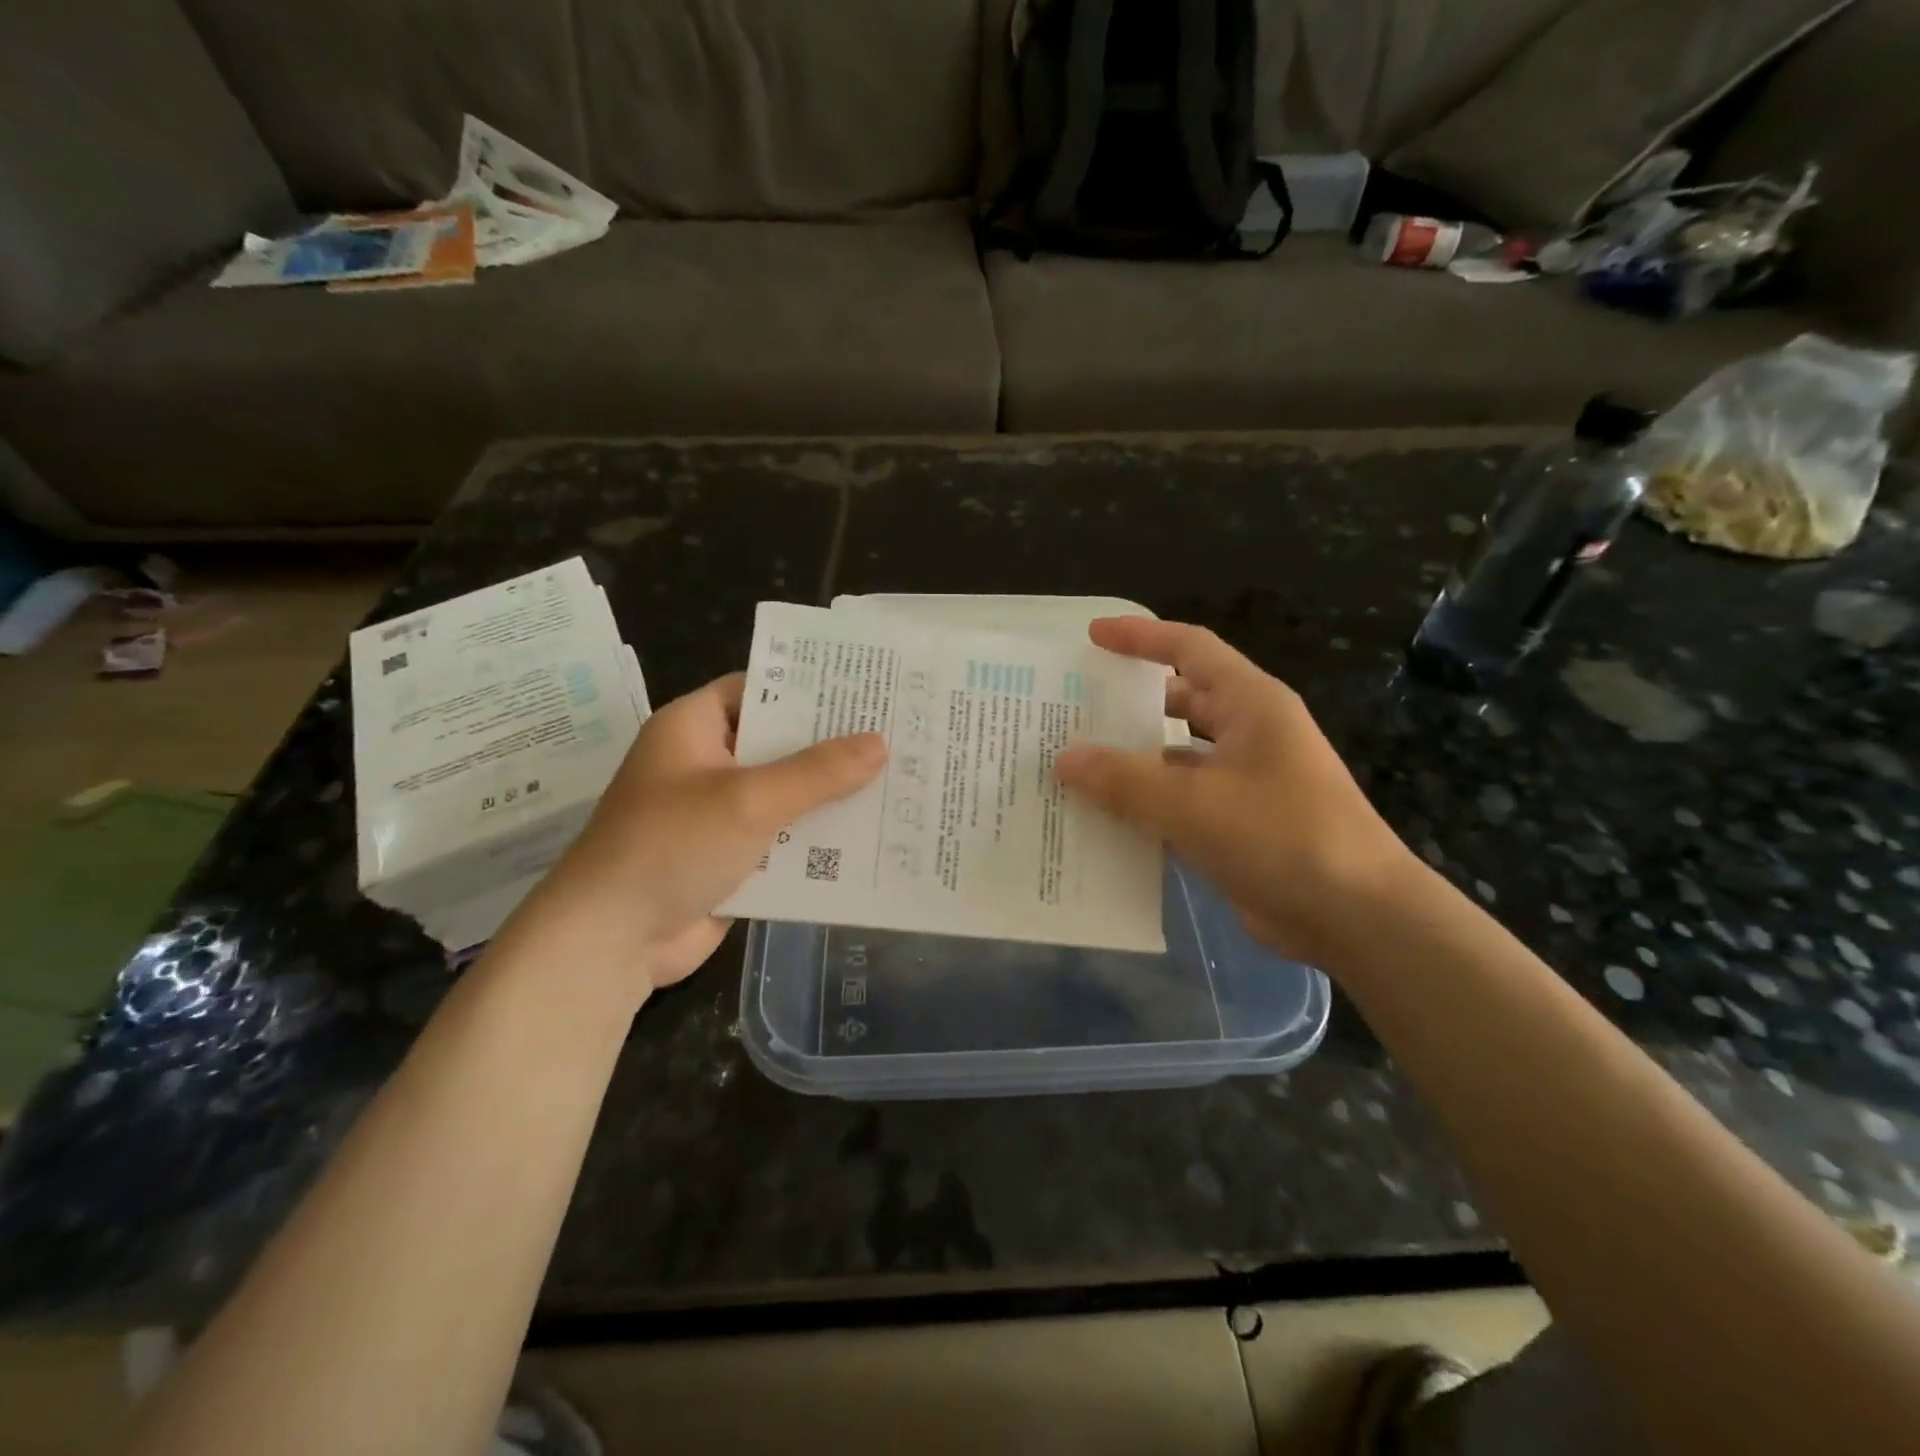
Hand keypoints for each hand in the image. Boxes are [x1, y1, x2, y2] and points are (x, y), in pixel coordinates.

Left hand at [499, 673, 885, 1006]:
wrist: (611, 942)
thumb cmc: (671, 846)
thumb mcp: (749, 799)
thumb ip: (817, 772)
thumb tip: (880, 743)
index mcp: (695, 727)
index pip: (760, 688)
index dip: (810, 686)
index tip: (867, 690)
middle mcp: (707, 763)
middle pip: (780, 743)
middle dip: (834, 746)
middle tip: (898, 735)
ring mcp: (719, 813)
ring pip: (787, 794)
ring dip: (831, 796)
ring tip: (899, 782)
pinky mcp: (732, 858)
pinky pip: (784, 839)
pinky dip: (818, 839)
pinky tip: (871, 838)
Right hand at [1055, 618, 1416, 967]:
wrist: (1355, 917)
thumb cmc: (1281, 837)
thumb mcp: (1194, 804)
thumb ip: (1124, 779)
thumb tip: (1065, 758)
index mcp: (1250, 704)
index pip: (1189, 649)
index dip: (1140, 637)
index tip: (1091, 637)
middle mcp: (1249, 734)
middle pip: (1179, 702)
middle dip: (1128, 704)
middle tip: (1072, 710)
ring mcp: (1246, 782)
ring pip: (1176, 757)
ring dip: (1132, 762)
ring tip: (1073, 767)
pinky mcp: (1239, 825)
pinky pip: (1181, 803)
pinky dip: (1146, 807)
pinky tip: (1103, 820)